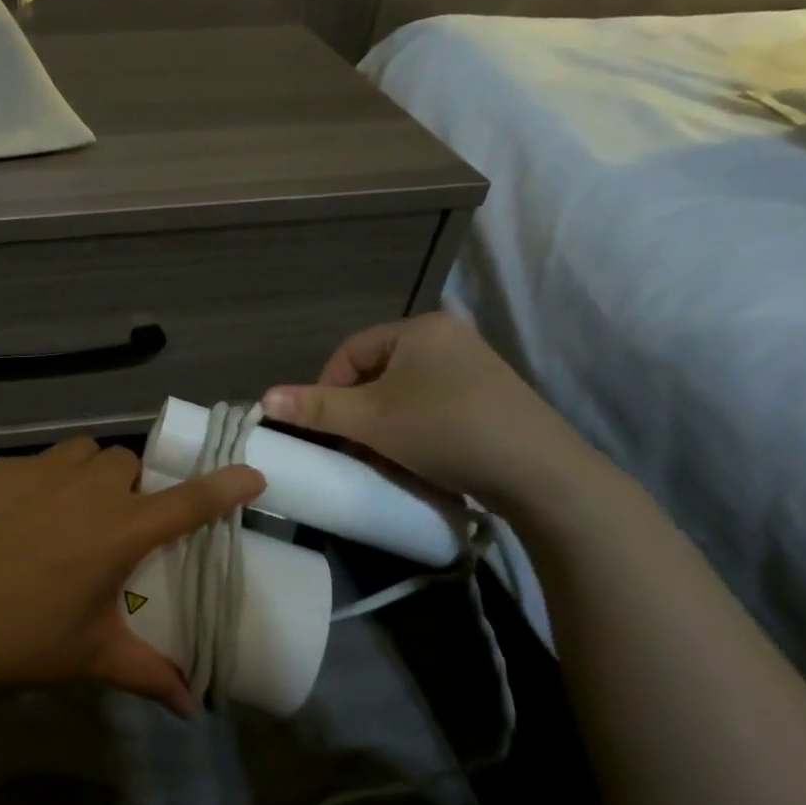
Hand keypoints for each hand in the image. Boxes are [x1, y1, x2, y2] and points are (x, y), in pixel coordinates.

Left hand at [0, 438, 263, 715]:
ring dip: (89, 473)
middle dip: (131, 486)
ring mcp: (36, 473)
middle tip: (116, 522)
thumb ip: (148, 674)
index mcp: (117, 531)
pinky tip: (19, 517)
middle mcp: (84, 490)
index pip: (187, 502)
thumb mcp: (91, 658)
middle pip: (127, 463)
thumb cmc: (22, 642)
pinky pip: (34, 462)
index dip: (224, 486)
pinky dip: (41, 480)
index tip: (251, 474)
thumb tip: (191, 707)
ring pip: (82, 452)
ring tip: (71, 510)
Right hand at [260, 311, 594, 509]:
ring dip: (383, 425)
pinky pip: (433, 404)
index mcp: (418, 328)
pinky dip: (415, 428)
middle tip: (351, 448)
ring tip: (382, 458)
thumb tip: (263, 399)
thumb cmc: (446, 432)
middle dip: (357, 413)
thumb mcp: (371, 420)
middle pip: (376, 373)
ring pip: (403, 392)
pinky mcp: (491, 396)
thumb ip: (315, 408)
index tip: (324, 431)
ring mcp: (474, 366)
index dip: (327, 391)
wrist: (542, 475)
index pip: (349, 354)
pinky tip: (418, 457)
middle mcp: (448, 336)